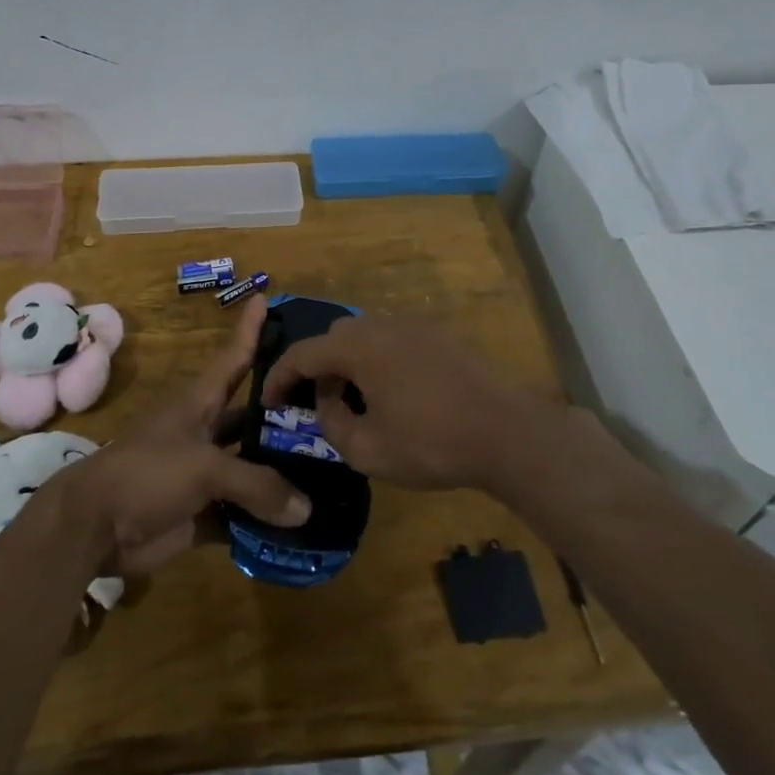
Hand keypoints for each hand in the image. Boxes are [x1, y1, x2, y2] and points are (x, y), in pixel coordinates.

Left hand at [55, 296, 309, 575]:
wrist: (93, 527)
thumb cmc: (146, 473)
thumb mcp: (204, 467)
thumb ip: (257, 484)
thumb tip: (306, 509)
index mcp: (199, 403)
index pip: (233, 358)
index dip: (250, 329)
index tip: (267, 297)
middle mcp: (204, 432)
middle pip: (251, 415)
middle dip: (285, 411)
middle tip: (331, 406)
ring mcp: (203, 473)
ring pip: (251, 466)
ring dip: (282, 471)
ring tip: (330, 469)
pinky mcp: (201, 512)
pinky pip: (242, 513)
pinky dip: (266, 519)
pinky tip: (304, 524)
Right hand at [259, 316, 568, 495]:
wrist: (506, 431)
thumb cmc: (430, 442)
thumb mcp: (367, 450)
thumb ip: (332, 424)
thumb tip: (327, 403)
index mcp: (357, 347)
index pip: (302, 353)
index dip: (279, 377)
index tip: (269, 402)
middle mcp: (380, 325)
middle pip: (333, 338)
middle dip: (317, 369)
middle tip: (316, 404)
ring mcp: (413, 326)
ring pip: (364, 337)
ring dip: (349, 364)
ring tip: (355, 402)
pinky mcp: (439, 336)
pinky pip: (392, 341)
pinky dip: (378, 361)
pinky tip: (393, 395)